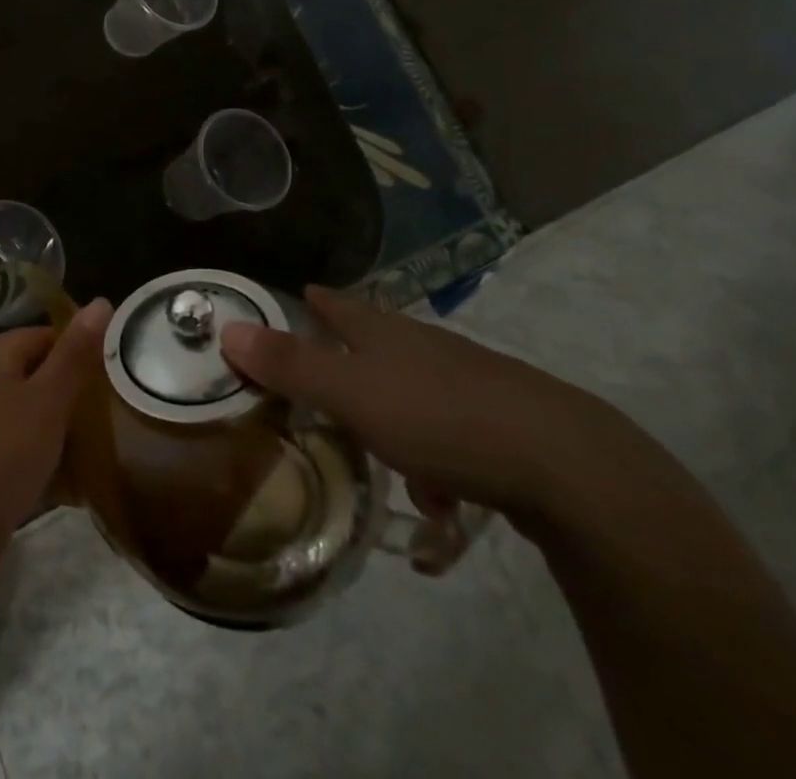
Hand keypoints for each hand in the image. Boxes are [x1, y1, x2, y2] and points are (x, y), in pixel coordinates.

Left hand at [0, 300, 111, 579]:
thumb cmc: (3, 456)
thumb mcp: (48, 401)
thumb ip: (75, 354)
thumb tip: (101, 302)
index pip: (44, 335)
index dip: (78, 353)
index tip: (109, 380)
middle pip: (32, 371)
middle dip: (67, 392)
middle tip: (103, 414)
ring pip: (22, 408)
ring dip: (52, 424)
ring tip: (88, 445)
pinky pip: (9, 440)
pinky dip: (33, 450)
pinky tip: (58, 476)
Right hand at [220, 286, 646, 527]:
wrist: (569, 467)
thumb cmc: (442, 418)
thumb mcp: (352, 393)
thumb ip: (290, 365)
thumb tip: (226, 326)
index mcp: (386, 332)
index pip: (340, 306)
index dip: (316, 302)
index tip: (303, 293)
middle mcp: (425, 348)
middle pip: (377, 346)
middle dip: (351, 365)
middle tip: (325, 393)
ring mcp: (469, 384)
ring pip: (415, 398)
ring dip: (394, 427)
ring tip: (389, 473)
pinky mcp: (505, 426)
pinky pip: (452, 439)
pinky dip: (438, 463)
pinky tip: (443, 503)